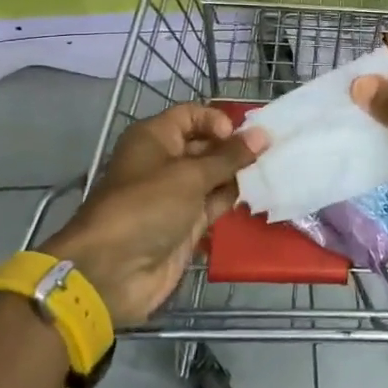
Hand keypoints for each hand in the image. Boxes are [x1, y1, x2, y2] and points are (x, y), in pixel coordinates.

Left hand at [40, 104, 264, 326]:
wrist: (113, 271)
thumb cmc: (147, 207)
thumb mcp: (190, 175)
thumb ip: (229, 156)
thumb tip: (262, 134)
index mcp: (154, 138)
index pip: (190, 116)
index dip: (216, 120)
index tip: (241, 136)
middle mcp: (164, 162)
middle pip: (205, 145)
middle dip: (235, 148)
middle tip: (272, 152)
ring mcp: (176, 195)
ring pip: (214, 176)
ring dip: (239, 174)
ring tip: (274, 171)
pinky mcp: (187, 223)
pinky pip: (215, 203)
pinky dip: (234, 199)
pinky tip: (261, 195)